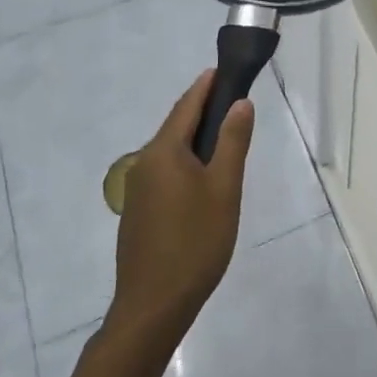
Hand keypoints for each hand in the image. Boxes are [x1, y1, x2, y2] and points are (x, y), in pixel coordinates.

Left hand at [107, 70, 254, 354]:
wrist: (152, 308)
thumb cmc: (195, 243)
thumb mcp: (224, 189)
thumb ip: (232, 141)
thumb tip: (240, 102)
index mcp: (164, 151)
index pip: (187, 105)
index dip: (206, 85)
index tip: (222, 68)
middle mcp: (144, 162)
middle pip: (176, 126)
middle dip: (202, 110)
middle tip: (231, 101)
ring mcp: (137, 189)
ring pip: (170, 151)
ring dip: (194, 139)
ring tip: (223, 138)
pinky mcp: (137, 213)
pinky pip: (164, 173)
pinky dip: (184, 163)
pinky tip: (201, 180)